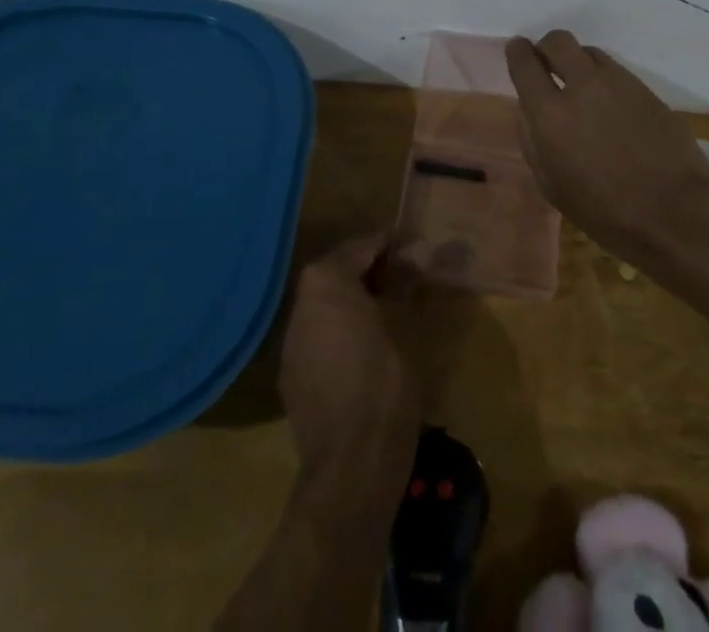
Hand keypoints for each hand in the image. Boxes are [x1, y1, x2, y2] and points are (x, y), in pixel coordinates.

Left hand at [280, 232, 420, 485]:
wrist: (351, 463)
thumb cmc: (385, 379)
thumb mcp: (405, 322)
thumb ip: (405, 281)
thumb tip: (414, 252)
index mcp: (326, 279)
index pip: (364, 246)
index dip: (393, 246)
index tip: (418, 250)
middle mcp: (301, 302)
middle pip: (341, 273)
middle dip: (373, 273)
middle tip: (408, 280)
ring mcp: (291, 341)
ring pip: (329, 307)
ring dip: (356, 303)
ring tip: (391, 314)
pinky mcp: (291, 376)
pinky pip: (321, 338)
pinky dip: (343, 333)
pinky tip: (367, 351)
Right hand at [505, 31, 708, 264]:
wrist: (675, 211)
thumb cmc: (605, 211)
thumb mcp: (552, 185)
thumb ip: (533, 141)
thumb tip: (528, 111)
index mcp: (550, 113)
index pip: (525, 62)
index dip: (517, 51)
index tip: (517, 51)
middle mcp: (582, 85)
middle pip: (558, 40)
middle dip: (547, 48)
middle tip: (548, 66)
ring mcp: (618, 82)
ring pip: (589, 51)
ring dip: (578, 63)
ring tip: (582, 89)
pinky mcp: (645, 88)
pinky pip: (615, 70)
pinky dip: (604, 79)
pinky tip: (611, 106)